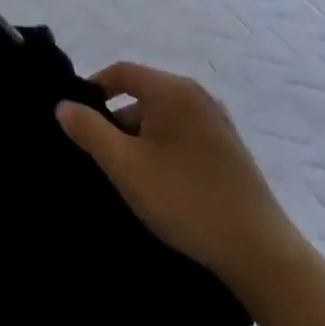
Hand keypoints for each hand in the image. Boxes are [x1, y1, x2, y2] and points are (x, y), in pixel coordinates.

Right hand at [56, 62, 304, 293]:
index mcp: (174, 91)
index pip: (121, 72)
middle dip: (114, 121)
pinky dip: (161, 150)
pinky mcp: (229, 152)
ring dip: (137, 140)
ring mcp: (218, 125)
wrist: (260, 253)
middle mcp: (199, 97)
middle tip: (98, 155)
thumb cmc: (184, 199)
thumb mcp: (123, 164)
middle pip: (141, 95)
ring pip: (161, 119)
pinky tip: (157, 184)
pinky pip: (181, 137)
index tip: (75, 121)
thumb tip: (64, 105)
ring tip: (126, 175)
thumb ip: (88, 129)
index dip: (92, 90)